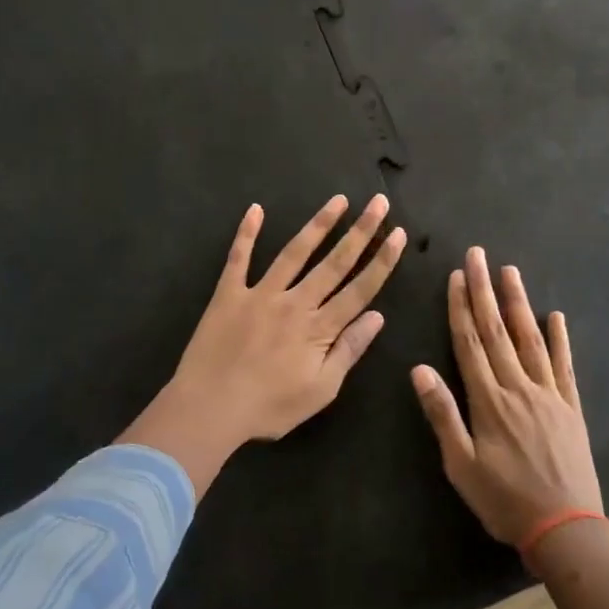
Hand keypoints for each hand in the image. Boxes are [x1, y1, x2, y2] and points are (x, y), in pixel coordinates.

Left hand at [121, 195, 406, 494]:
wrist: (209, 408)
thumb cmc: (269, 407)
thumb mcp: (321, 390)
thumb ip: (349, 350)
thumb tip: (378, 317)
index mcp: (319, 328)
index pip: (360, 288)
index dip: (382, 261)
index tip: (398, 234)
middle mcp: (295, 302)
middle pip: (334, 262)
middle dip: (361, 231)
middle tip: (379, 202)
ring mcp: (260, 293)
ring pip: (295, 252)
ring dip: (319, 224)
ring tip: (338, 200)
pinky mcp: (229, 294)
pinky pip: (238, 258)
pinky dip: (247, 233)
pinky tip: (255, 209)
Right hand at [413, 247, 602, 545]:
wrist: (565, 528)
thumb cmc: (504, 500)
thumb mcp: (461, 465)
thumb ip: (442, 414)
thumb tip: (419, 368)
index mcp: (488, 400)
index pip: (470, 343)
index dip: (461, 307)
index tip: (456, 276)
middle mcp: (518, 387)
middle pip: (497, 331)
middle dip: (485, 291)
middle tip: (479, 255)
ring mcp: (549, 394)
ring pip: (530, 338)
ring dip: (519, 303)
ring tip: (510, 272)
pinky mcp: (571, 406)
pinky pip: (564, 365)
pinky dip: (560, 339)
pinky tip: (556, 315)